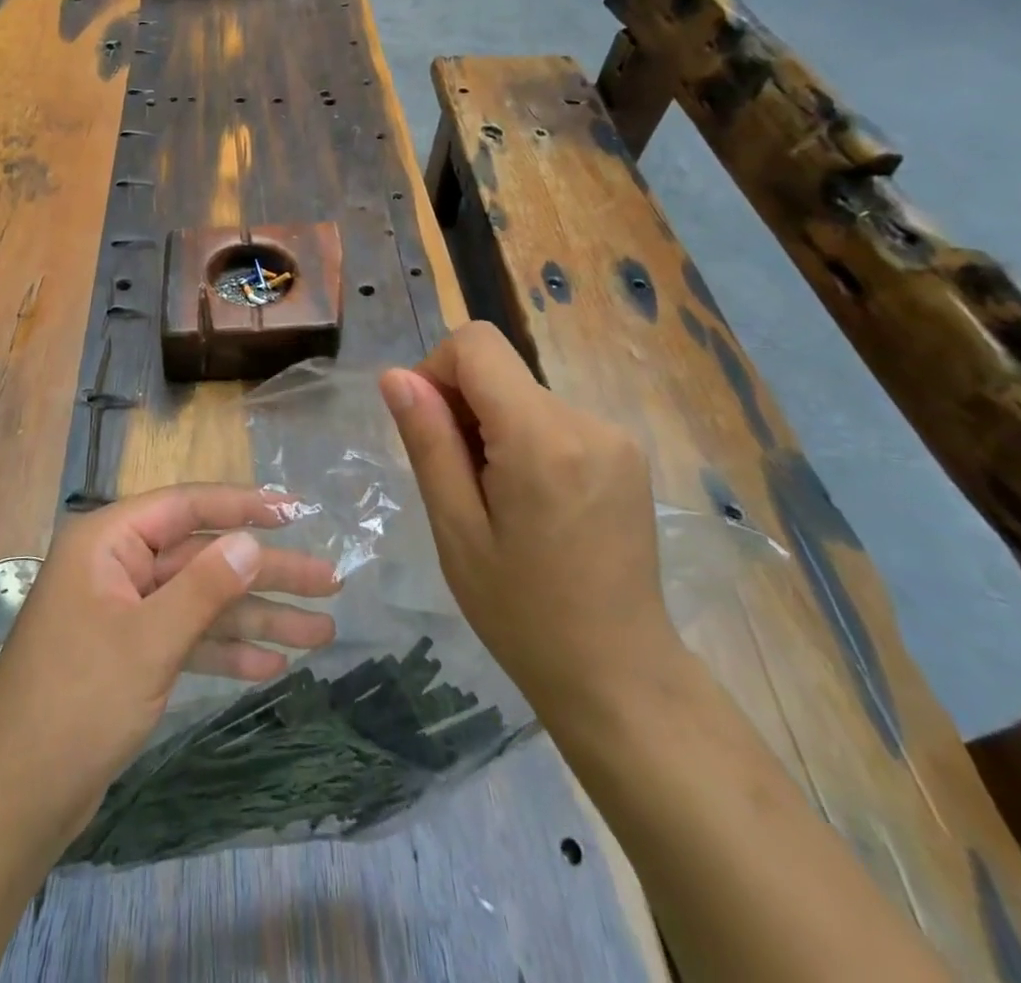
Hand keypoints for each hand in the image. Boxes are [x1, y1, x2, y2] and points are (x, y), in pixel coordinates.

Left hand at [0, 484, 340, 839]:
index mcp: (108, 542)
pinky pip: (187, 638)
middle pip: (203, 557)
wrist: (14, 798)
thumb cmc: (77, 702)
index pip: (185, 506)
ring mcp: (124, 612)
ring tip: (322, 632)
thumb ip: (204, 587)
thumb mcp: (149, 640)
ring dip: (257, 617)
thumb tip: (251, 541)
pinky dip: (225, 650)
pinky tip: (271, 664)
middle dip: (265, 573)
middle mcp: (117, 567)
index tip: (296, 512)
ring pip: (201, 601)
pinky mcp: (130, 654)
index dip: (243, 506)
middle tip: (330, 583)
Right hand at [378, 321, 677, 716]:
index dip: (436, 371)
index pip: (476, 344)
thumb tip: (396, 375)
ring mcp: (615, 436)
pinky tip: (526, 501)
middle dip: (462, 407)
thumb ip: (427, 441)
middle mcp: (587, 421)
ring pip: (522, 393)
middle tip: (457, 482)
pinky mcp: (625, 453)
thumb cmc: (521, 612)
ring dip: (491, 427)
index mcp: (542, 438)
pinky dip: (522, 440)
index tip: (428, 429)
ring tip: (494, 500)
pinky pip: (552, 418)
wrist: (618, 675)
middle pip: (499, 369)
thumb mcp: (455, 528)